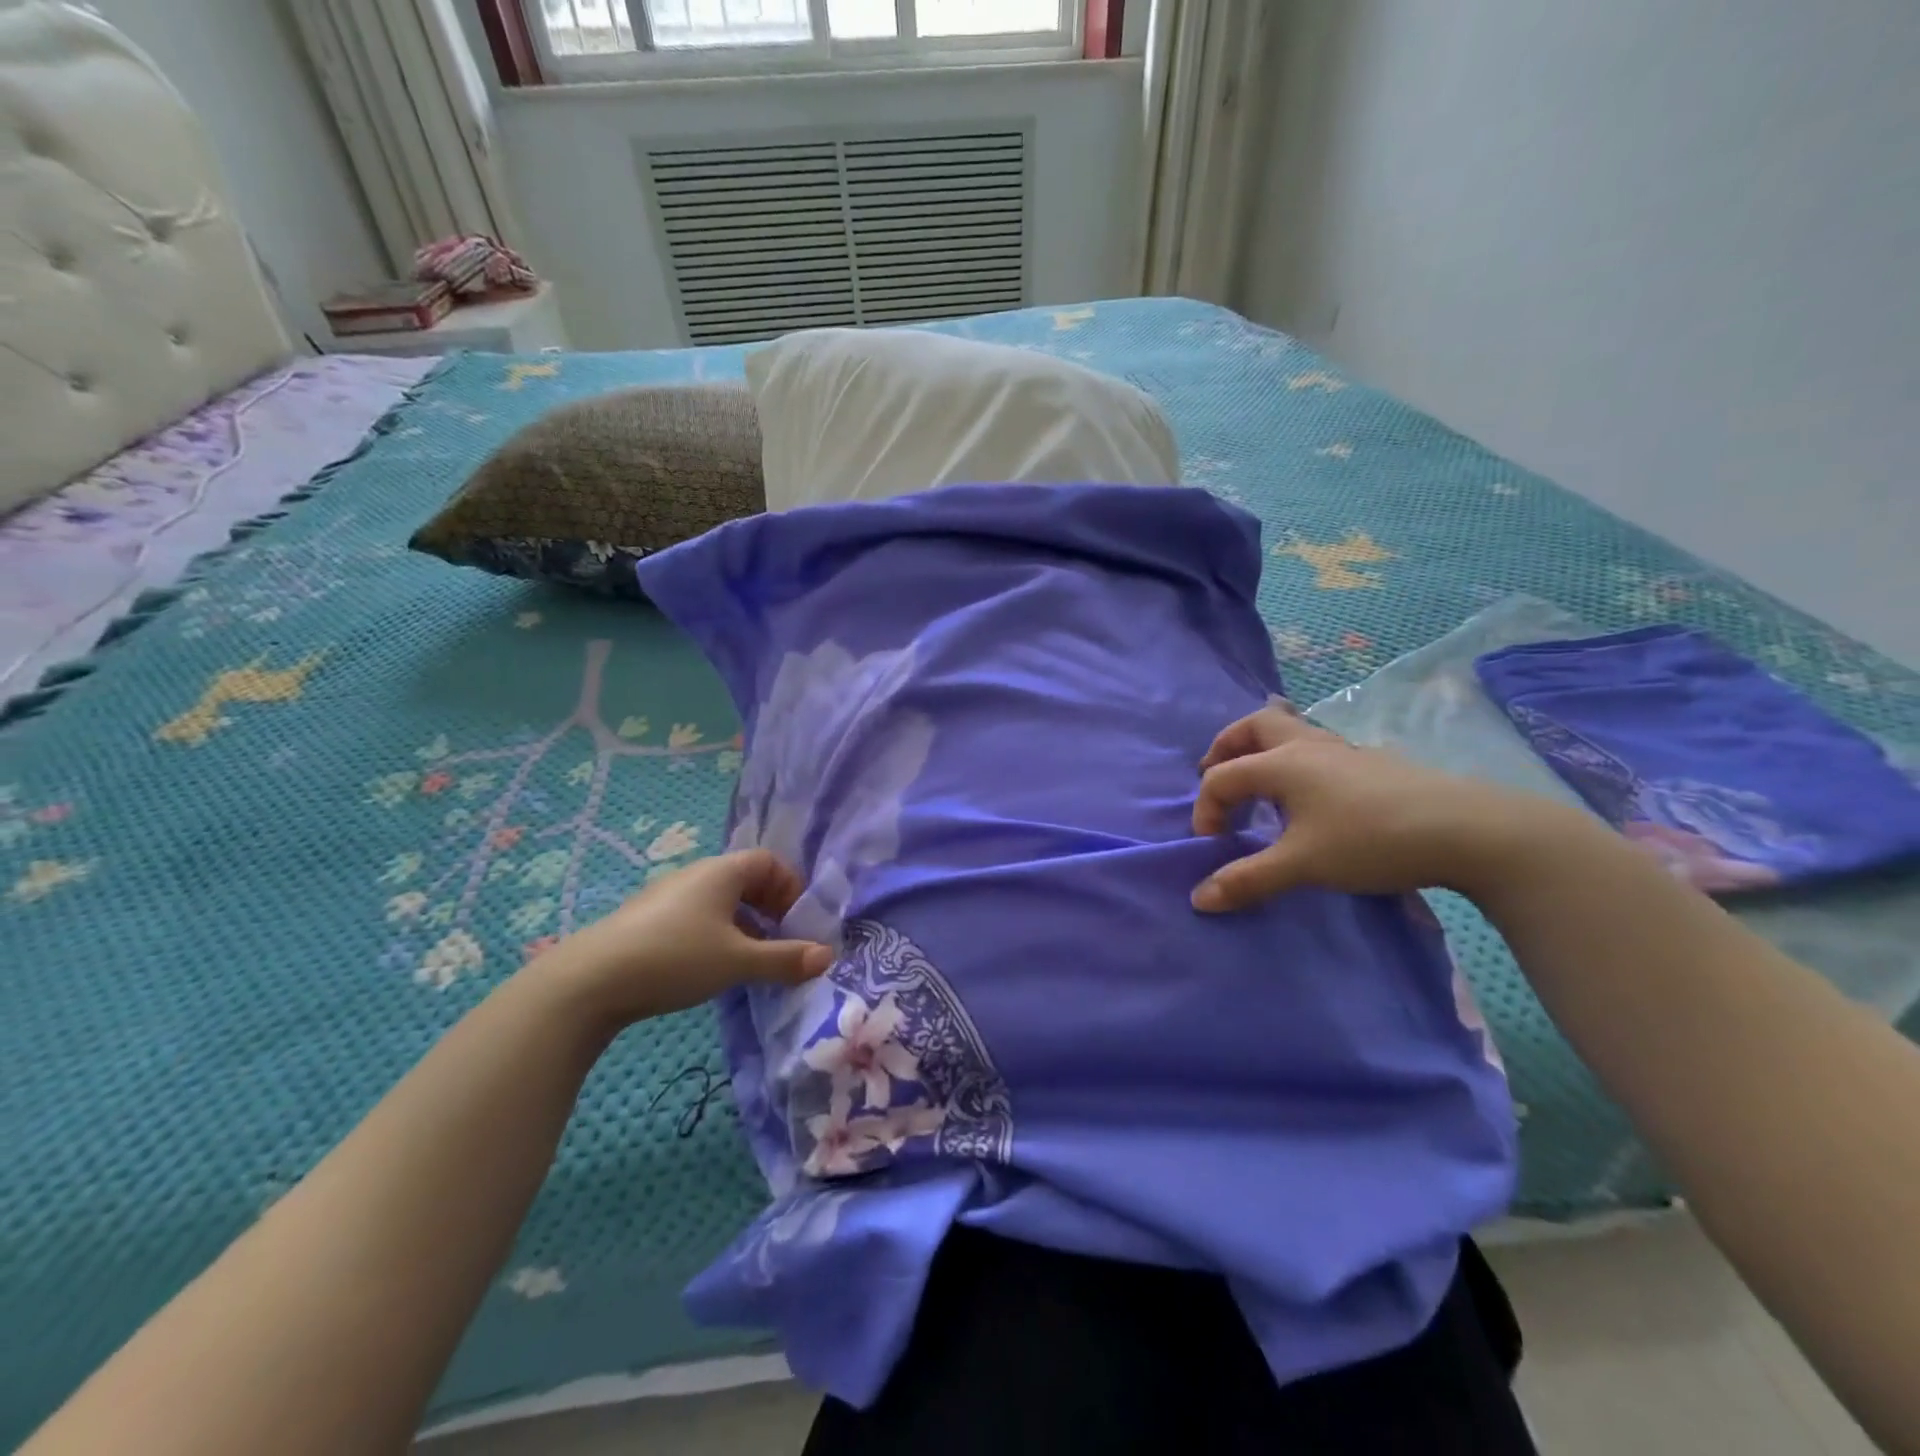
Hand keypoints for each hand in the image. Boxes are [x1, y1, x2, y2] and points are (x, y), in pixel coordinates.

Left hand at [530, 850, 833, 1028]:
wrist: (590, 981)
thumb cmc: (676, 958)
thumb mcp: (738, 960)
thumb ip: (785, 959)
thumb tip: (828, 956)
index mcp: (721, 871)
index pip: (769, 862)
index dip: (790, 887)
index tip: (797, 922)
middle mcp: (696, 874)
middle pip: (745, 879)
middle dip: (770, 907)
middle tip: (780, 940)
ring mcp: (667, 896)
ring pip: (719, 901)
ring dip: (743, 924)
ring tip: (748, 959)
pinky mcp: (646, 920)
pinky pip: (695, 916)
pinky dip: (715, 934)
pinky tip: (709, 968)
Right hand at [1190, 703, 1584, 910]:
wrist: (1466, 830)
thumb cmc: (1370, 841)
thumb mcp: (1302, 865)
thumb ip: (1247, 880)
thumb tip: (1199, 899)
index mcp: (1281, 764)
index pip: (1222, 777)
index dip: (1205, 809)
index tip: (1212, 846)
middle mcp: (1306, 745)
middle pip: (1253, 725)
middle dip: (1226, 747)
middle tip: (1215, 774)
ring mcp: (1342, 749)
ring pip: (1289, 729)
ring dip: (1261, 749)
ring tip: (1259, 784)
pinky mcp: (1370, 762)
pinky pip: (1316, 746)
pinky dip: (1294, 760)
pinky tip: (1309, 796)